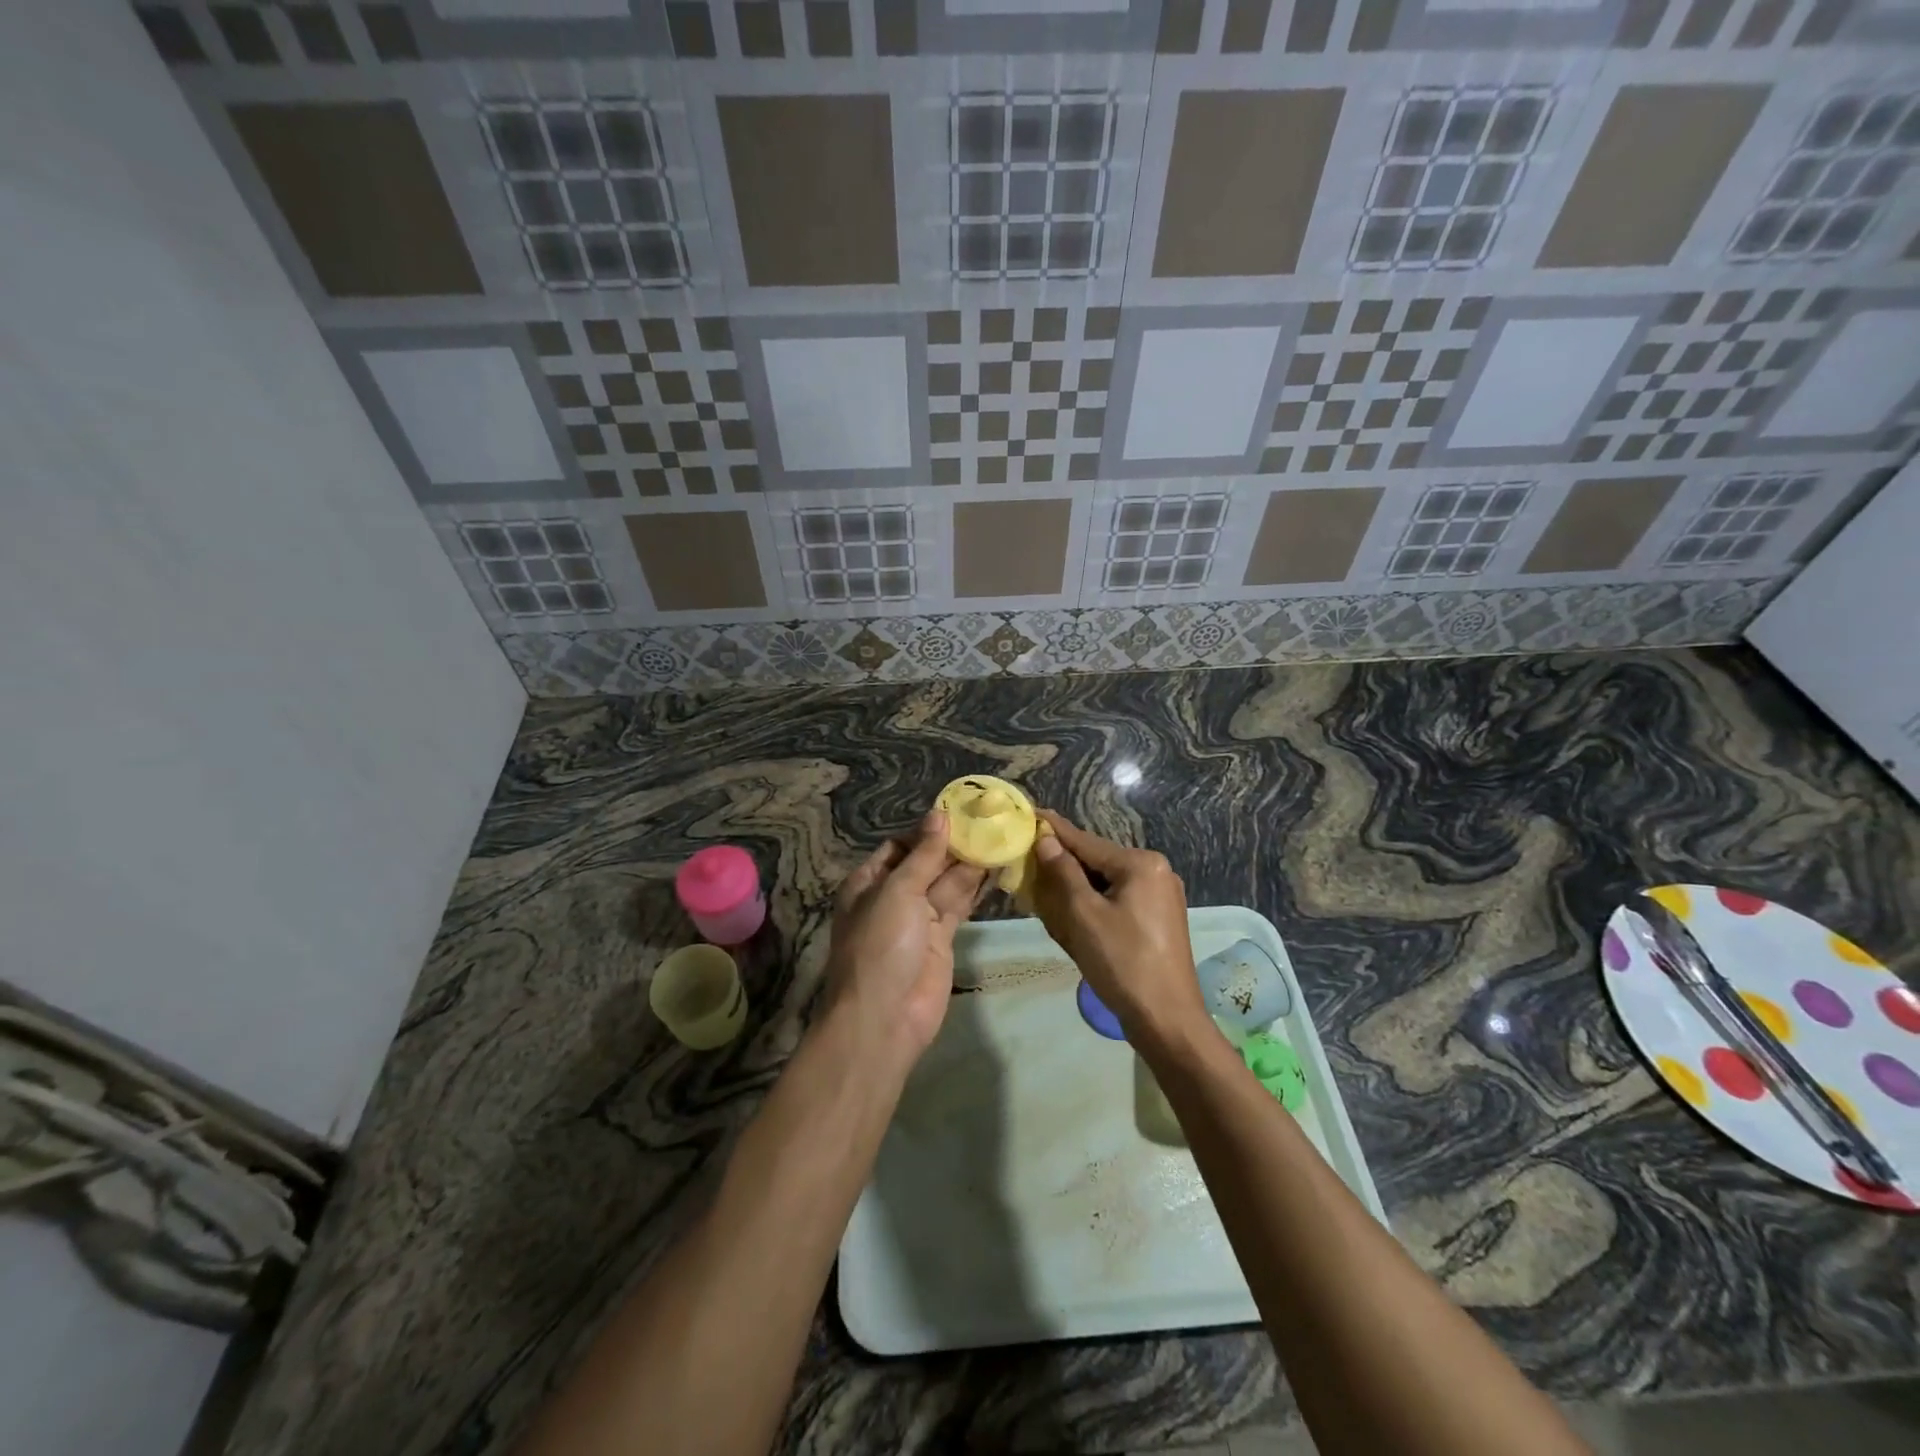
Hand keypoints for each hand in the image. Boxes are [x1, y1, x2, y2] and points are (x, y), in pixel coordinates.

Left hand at [825, 811, 986, 1065]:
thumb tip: (939, 816)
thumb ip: (924, 855)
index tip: (960, 812)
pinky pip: (959, 905)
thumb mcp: (898, 891)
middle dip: (953, 845)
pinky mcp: (942, 938)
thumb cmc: (881, 945)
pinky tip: (997, 867)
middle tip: (989, 820)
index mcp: (869, 881)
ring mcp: (918, 918)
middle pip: (926, 862)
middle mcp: (893, 896)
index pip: (900, 846)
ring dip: (970, 863)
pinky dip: (976, 888)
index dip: (928, 830)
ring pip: (946, 882)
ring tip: (1000, 836)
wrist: (885, 1017)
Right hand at [1031, 810, 1207, 1043]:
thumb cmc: (1122, 962)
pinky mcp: (1159, 919)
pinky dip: (1094, 905)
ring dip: (1076, 889)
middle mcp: (1156, 871)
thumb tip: (1047, 839)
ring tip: (1045, 893)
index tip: (1031, 813)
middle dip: (1063, 867)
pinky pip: (1118, 901)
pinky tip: (1073, 917)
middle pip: (1097, 862)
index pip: (1086, 842)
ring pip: (1106, 883)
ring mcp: (1161, 896)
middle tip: (1030, 866)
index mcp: (1141, 864)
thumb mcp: (1084, 915)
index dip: (1055, 831)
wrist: (1167, 1020)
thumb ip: (1063, 872)